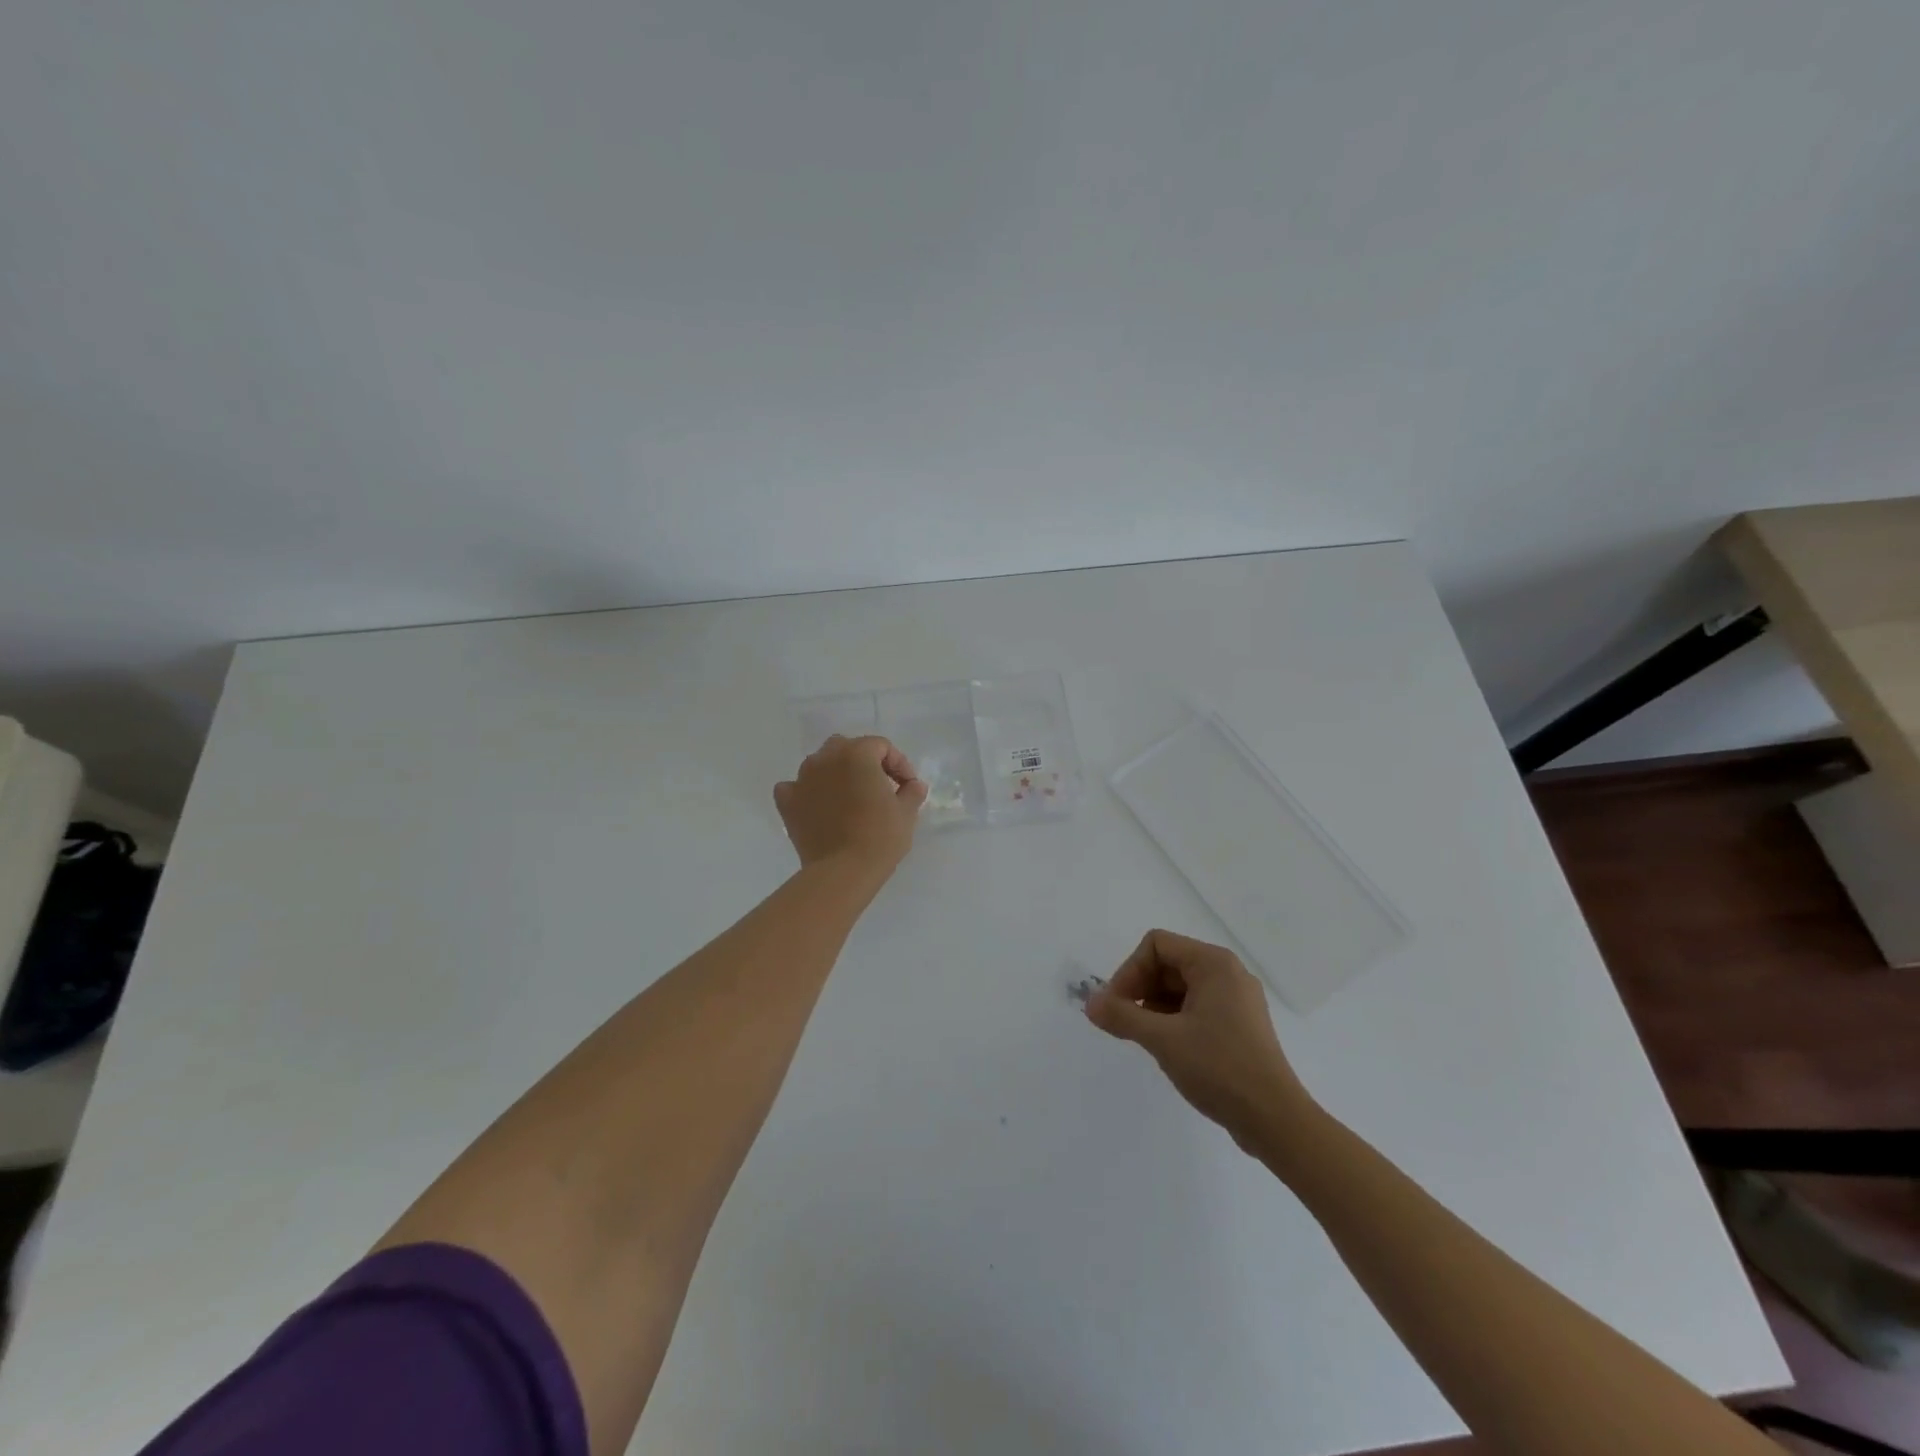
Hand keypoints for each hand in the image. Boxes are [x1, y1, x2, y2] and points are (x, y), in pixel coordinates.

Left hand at [774, 735, 927, 877]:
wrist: (843, 871)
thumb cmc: (880, 837)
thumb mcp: (906, 813)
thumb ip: (911, 791)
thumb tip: (914, 785)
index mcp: (857, 754)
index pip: (881, 746)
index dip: (899, 764)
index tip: (907, 787)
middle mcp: (825, 758)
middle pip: (848, 748)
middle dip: (865, 762)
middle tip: (879, 787)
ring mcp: (802, 779)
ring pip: (820, 764)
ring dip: (836, 774)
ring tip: (850, 798)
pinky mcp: (787, 802)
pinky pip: (795, 787)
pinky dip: (807, 792)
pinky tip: (818, 806)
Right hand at [1085, 930, 1313, 1148]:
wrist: (1275, 1120)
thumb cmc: (1219, 1068)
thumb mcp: (1162, 1039)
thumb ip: (1122, 1016)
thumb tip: (1089, 1003)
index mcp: (1214, 964)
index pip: (1157, 945)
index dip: (1130, 971)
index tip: (1116, 1006)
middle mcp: (1228, 973)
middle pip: (1168, 963)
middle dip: (1140, 988)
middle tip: (1124, 1023)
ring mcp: (1237, 1000)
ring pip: (1180, 987)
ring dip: (1154, 1006)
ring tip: (1144, 1038)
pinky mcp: (1239, 1025)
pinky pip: (1196, 1007)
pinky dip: (1174, 1019)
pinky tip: (1167, 1047)